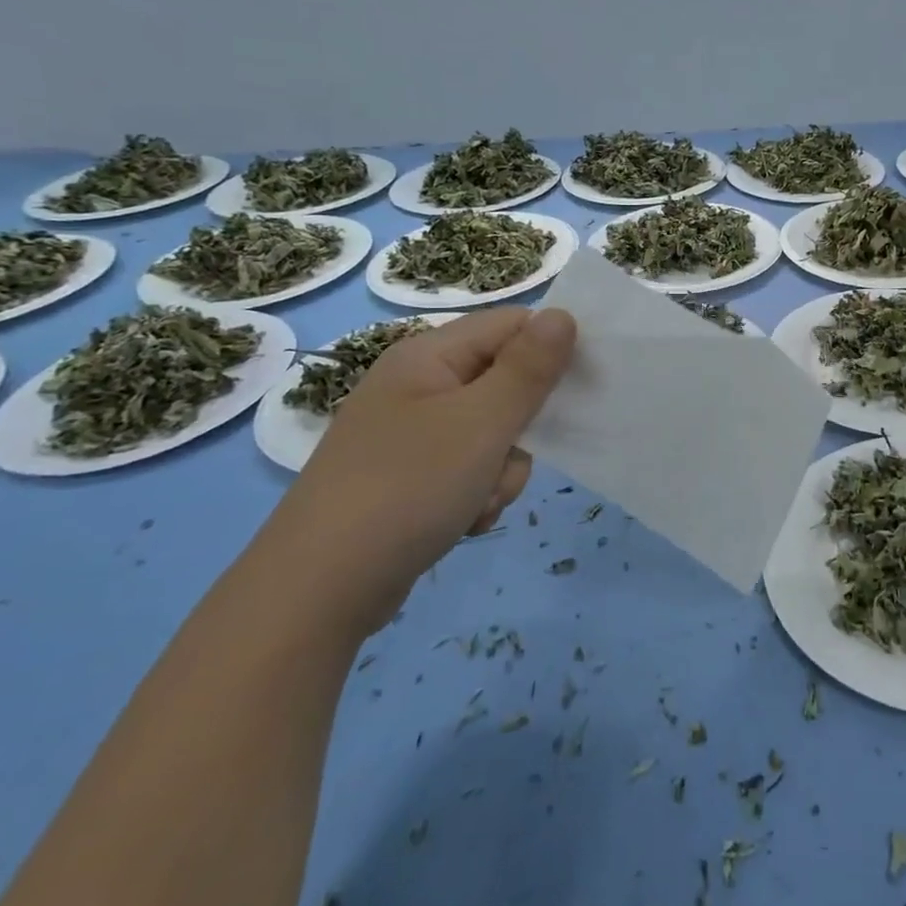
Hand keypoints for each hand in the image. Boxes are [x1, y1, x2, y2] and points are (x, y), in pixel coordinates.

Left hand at [258, 306, 576, 633]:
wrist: (320, 590)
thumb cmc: (408, 488)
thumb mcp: (483, 423)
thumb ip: (529, 368)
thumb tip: (563, 315)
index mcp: (428, 356)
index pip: (511, 326)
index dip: (551, 348)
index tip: (585, 385)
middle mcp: (418, 386)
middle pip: (504, 382)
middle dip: (523, 425)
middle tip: (515, 455)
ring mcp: (411, 434)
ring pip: (493, 433)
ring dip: (502, 468)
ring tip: (480, 500)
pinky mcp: (411, 477)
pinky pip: (469, 468)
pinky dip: (478, 492)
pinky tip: (463, 520)